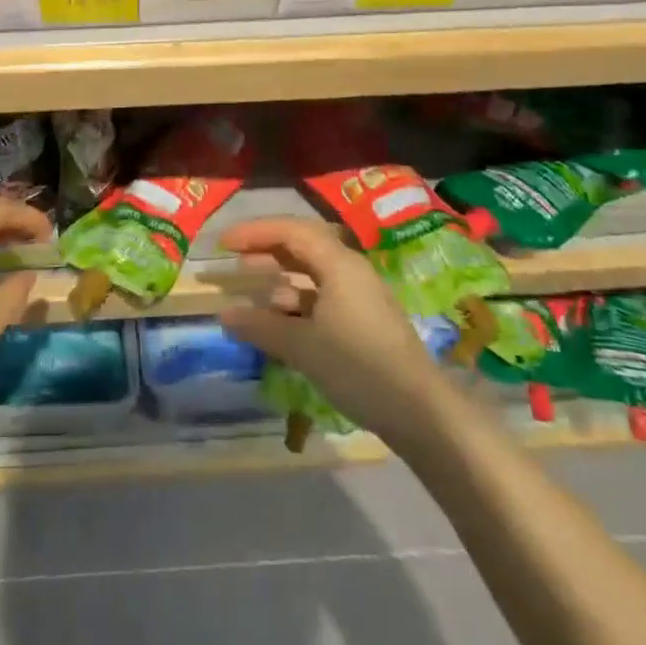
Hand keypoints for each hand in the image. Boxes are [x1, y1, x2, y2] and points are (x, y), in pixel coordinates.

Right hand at [220, 217, 437, 437]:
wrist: (421, 413)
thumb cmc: (359, 367)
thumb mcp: (303, 347)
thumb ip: (261, 327)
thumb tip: (225, 314)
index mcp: (339, 264)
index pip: (290, 230)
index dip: (254, 232)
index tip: (224, 244)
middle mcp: (351, 270)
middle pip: (303, 245)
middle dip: (267, 250)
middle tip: (235, 262)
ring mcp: (361, 295)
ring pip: (314, 272)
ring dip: (282, 278)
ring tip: (255, 294)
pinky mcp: (366, 320)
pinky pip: (324, 295)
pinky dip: (298, 301)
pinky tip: (283, 322)